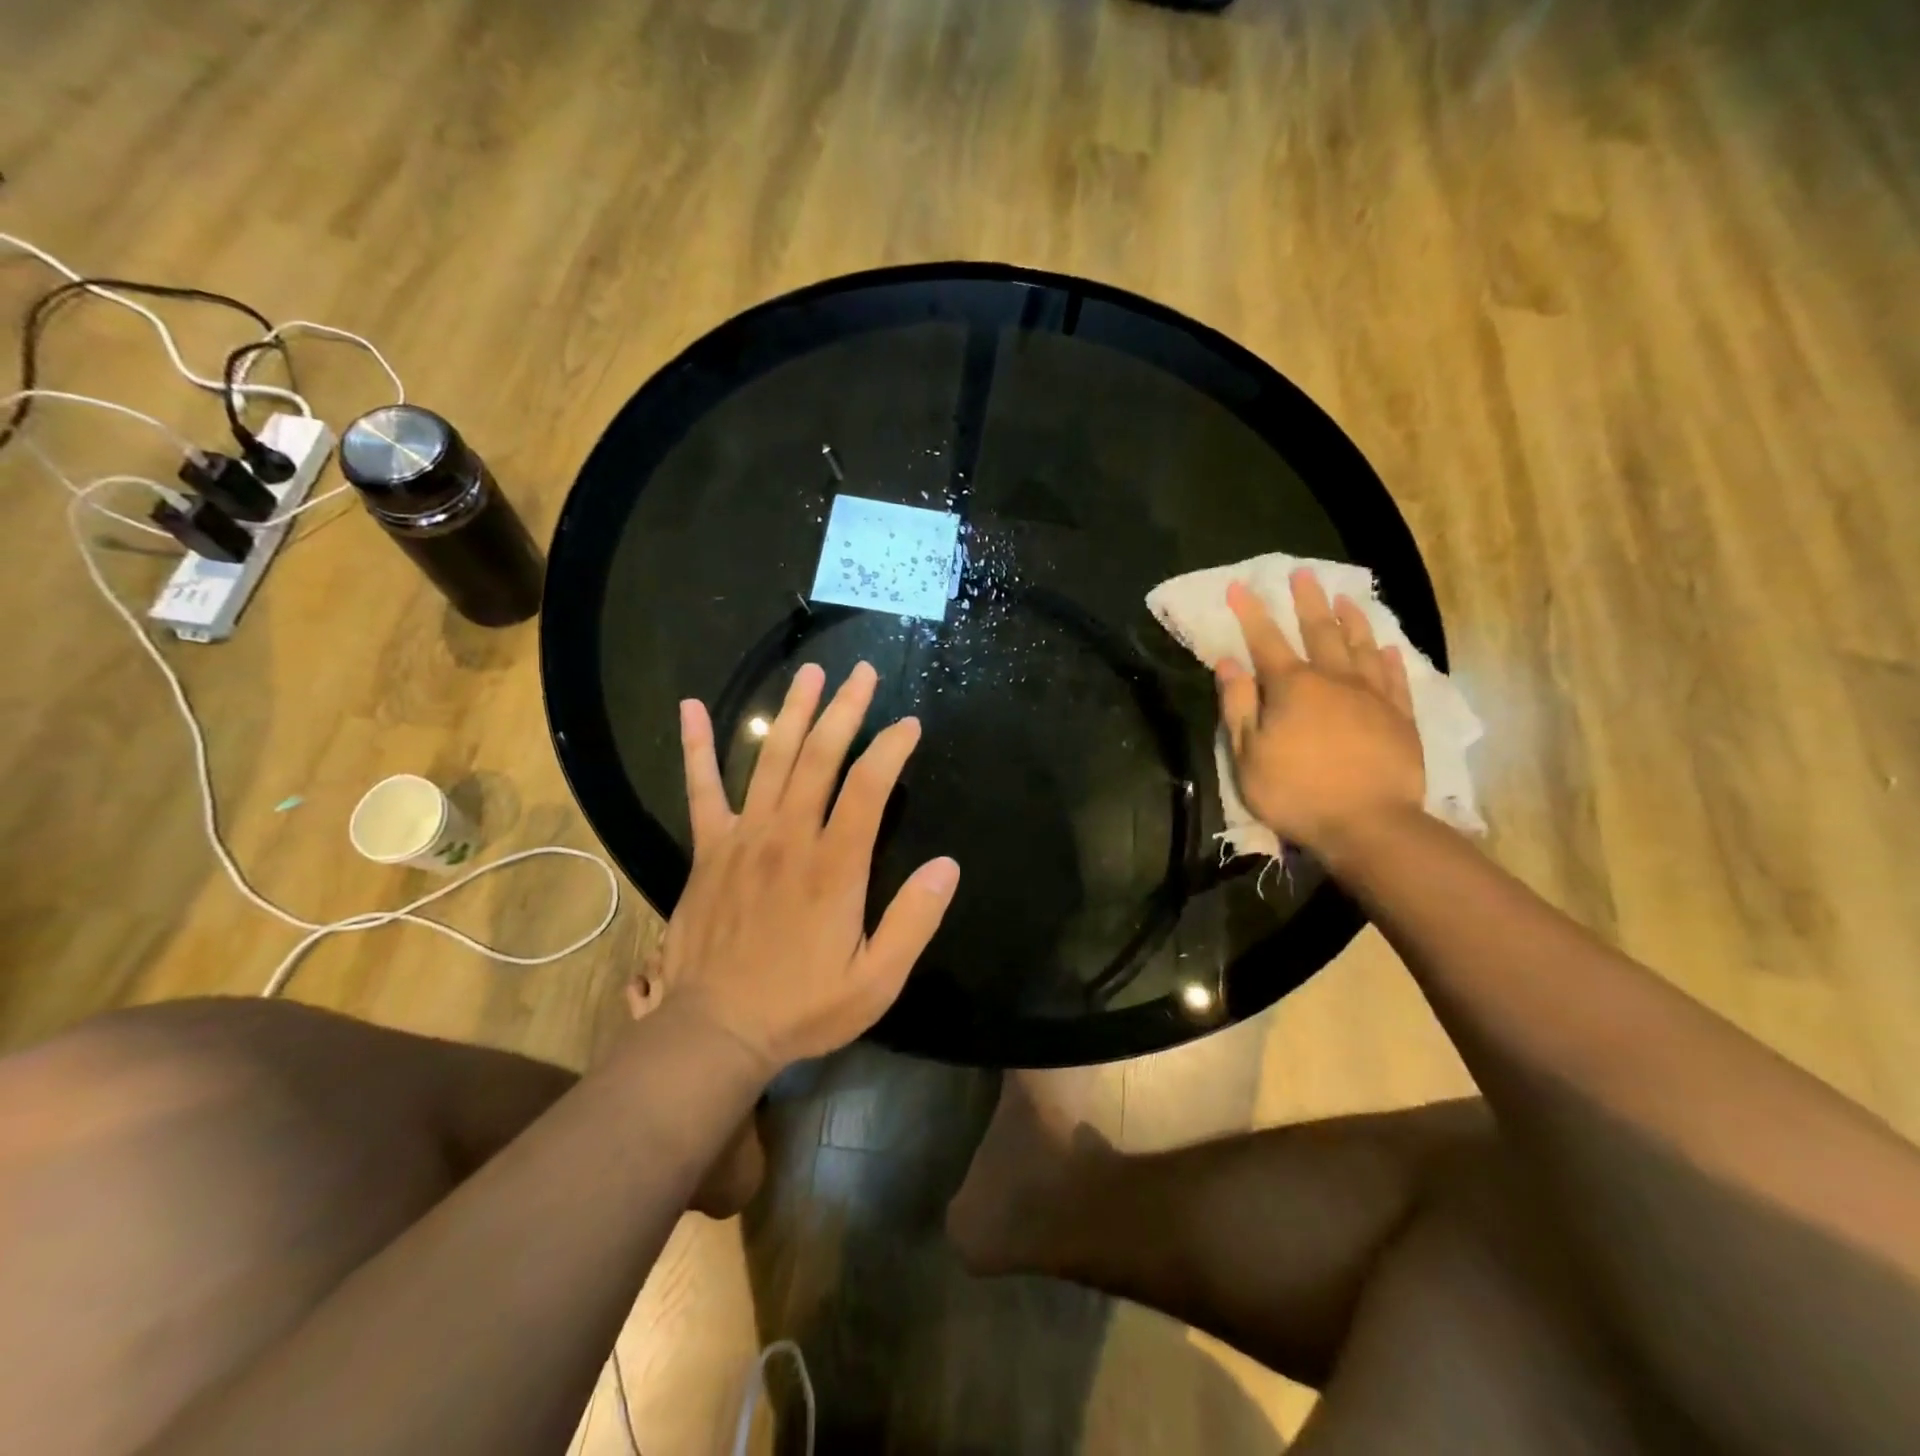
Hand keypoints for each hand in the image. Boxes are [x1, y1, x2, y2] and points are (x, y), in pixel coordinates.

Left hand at [658, 662, 960, 1073]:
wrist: (715, 1030)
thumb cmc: (803, 1007)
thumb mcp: (876, 980)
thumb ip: (914, 921)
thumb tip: (948, 865)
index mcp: (834, 865)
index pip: (869, 786)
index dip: (891, 748)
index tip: (909, 725)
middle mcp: (789, 837)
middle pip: (820, 757)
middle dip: (845, 709)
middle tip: (862, 671)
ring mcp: (744, 837)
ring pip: (771, 759)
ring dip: (793, 712)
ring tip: (810, 673)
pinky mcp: (709, 848)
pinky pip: (701, 789)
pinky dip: (697, 747)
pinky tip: (691, 707)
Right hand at [1215, 570, 1425, 855]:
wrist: (1368, 824)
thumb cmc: (1296, 791)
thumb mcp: (1248, 754)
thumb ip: (1238, 704)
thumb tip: (1229, 662)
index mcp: (1292, 687)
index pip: (1265, 640)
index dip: (1250, 613)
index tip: (1240, 586)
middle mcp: (1333, 680)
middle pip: (1318, 631)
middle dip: (1306, 601)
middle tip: (1302, 573)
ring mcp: (1372, 696)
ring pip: (1361, 646)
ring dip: (1351, 620)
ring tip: (1345, 597)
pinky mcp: (1400, 717)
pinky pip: (1395, 678)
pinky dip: (1390, 659)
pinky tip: (1388, 647)